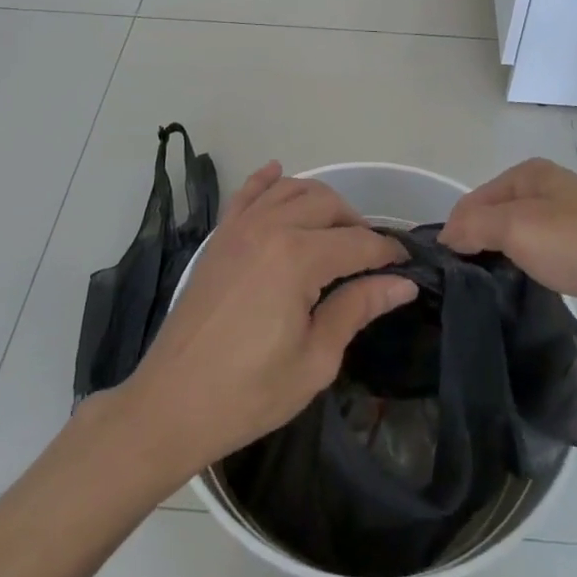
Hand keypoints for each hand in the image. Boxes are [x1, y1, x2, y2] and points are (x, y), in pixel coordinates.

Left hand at [123, 164, 416, 472]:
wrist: (171, 404)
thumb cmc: (249, 392)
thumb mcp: (315, 359)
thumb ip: (357, 309)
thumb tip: (402, 284)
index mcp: (298, 258)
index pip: (358, 242)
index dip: (387, 253)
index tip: (406, 268)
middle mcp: (270, 228)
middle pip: (328, 205)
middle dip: (357, 225)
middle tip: (371, 259)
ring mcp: (240, 227)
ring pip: (292, 189)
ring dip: (322, 202)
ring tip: (337, 231)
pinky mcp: (219, 237)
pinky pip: (247, 193)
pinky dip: (267, 180)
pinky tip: (278, 172)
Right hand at [441, 159, 576, 349]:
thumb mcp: (518, 227)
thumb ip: (475, 226)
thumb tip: (446, 235)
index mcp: (531, 175)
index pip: (473, 200)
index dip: (455, 231)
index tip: (443, 272)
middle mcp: (552, 192)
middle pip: (498, 218)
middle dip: (479, 246)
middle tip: (462, 287)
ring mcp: (576, 224)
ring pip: (524, 241)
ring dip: (507, 262)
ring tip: (490, 294)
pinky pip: (550, 262)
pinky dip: (535, 274)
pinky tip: (531, 294)